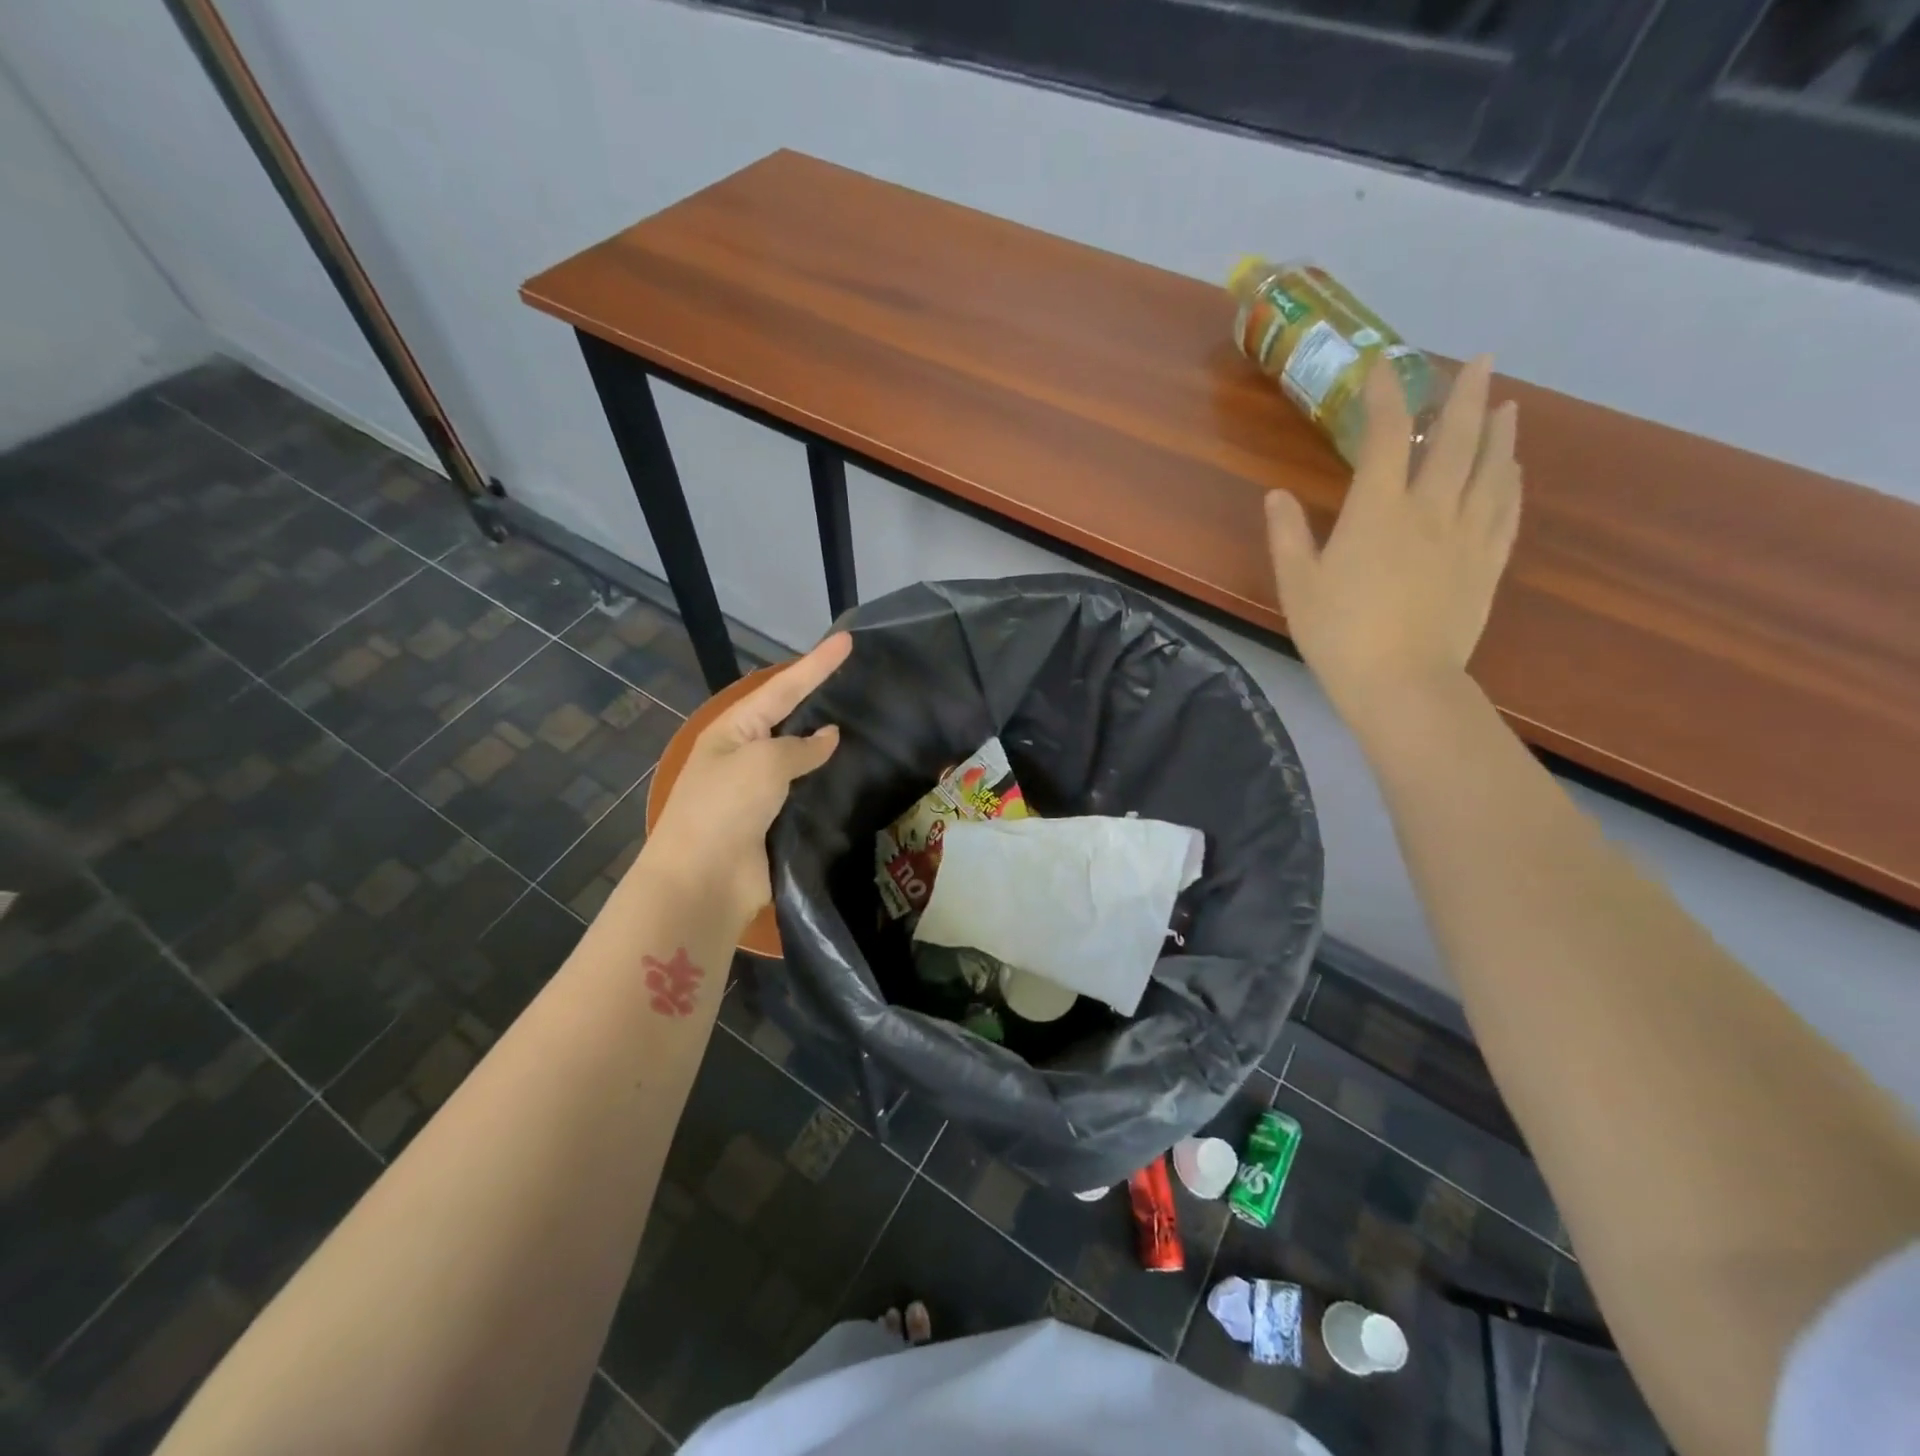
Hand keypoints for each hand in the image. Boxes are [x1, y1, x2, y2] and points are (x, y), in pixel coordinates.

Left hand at [638, 632, 851, 930]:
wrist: (704, 881)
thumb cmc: (724, 807)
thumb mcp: (763, 763)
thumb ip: (801, 747)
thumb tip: (830, 737)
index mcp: (735, 730)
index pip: (784, 688)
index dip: (817, 665)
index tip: (848, 641)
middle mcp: (748, 755)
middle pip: (794, 720)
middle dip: (825, 701)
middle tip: (865, 681)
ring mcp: (764, 791)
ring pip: (806, 759)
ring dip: (834, 747)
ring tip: (874, 725)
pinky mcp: (780, 823)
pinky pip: (812, 795)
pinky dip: (834, 785)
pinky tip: (863, 776)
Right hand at [1264, 355, 1520, 729]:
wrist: (1402, 683)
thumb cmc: (1338, 634)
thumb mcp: (1296, 586)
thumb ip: (1287, 536)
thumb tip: (1276, 494)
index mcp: (1377, 512)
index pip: (1385, 437)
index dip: (1386, 396)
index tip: (1385, 366)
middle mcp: (1430, 510)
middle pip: (1455, 440)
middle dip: (1465, 395)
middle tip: (1479, 360)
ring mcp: (1466, 535)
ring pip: (1491, 469)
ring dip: (1499, 431)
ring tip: (1506, 405)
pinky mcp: (1488, 563)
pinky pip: (1506, 510)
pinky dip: (1511, 482)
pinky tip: (1513, 469)